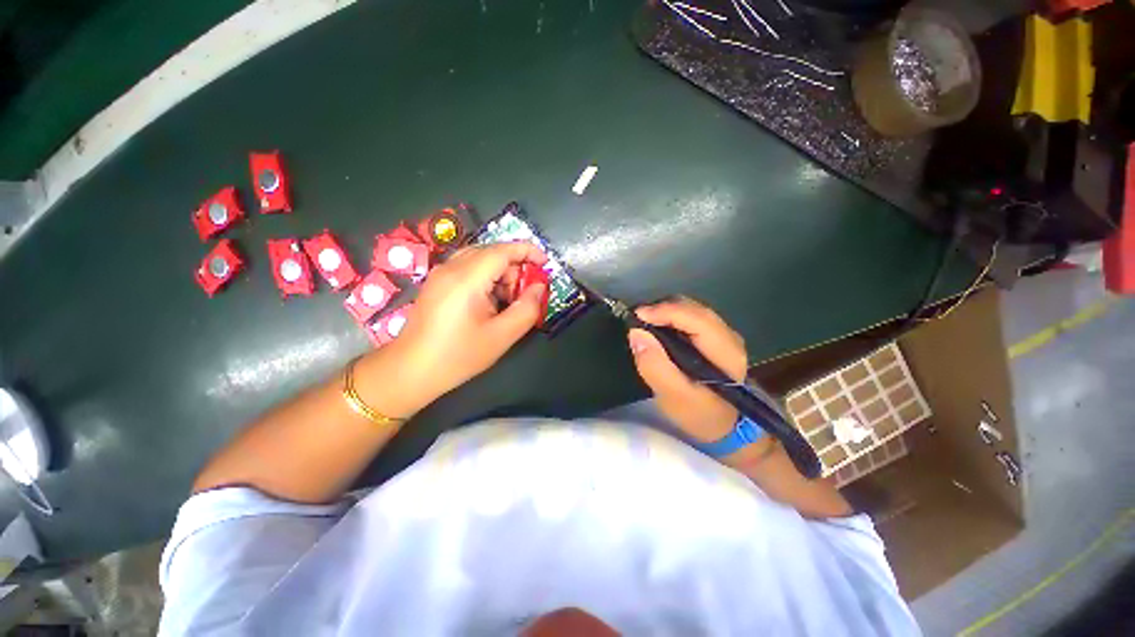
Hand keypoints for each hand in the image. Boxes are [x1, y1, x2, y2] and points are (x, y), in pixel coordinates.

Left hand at [367, 242, 547, 412]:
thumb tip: (539, 287)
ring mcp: (440, 274)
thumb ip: (527, 309)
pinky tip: (489, 303)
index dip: (527, 251)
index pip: (502, 250)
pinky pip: (467, 269)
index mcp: (466, 279)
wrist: (411, 371)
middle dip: (515, 267)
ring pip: (480, 259)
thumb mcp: (502, 336)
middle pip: (492, 252)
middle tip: (524, 295)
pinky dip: (486, 278)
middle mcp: (451, 268)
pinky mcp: (436, 283)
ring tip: (507, 302)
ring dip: (501, 274)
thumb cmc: (459, 355)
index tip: (546, 262)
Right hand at [627, 298, 747, 442]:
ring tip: (643, 323)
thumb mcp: (674, 397)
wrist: (724, 427)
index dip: (665, 312)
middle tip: (636, 320)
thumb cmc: (700, 415)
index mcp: (725, 351)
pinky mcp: (714, 336)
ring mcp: (722, 334)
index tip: (636, 316)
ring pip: (691, 309)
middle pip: (693, 308)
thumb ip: (655, 367)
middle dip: (662, 309)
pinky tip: (657, 328)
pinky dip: (670, 317)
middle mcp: (729, 336)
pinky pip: (689, 316)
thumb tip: (636, 333)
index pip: (696, 318)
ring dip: (665, 311)